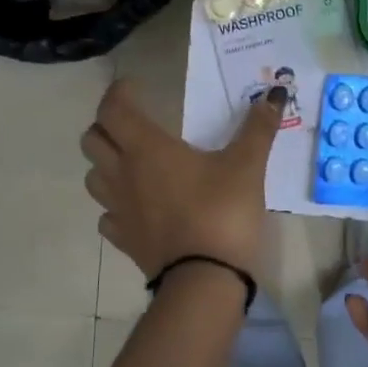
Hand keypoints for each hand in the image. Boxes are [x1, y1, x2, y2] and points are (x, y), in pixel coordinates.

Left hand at [81, 79, 283, 279]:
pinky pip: (107, 216)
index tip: (134, 87)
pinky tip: (136, 206)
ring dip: (105, 163)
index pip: (112, 109)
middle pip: (92, 140)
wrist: (205, 279)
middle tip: (132, 123)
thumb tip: (275, 93)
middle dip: (106, 125)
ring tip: (130, 162)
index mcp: (147, 149)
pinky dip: (116, 205)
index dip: (118, 93)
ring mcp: (119, 210)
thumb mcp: (247, 166)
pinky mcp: (124, 240)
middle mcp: (123, 174)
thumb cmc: (223, 212)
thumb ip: (258, 128)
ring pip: (93, 177)